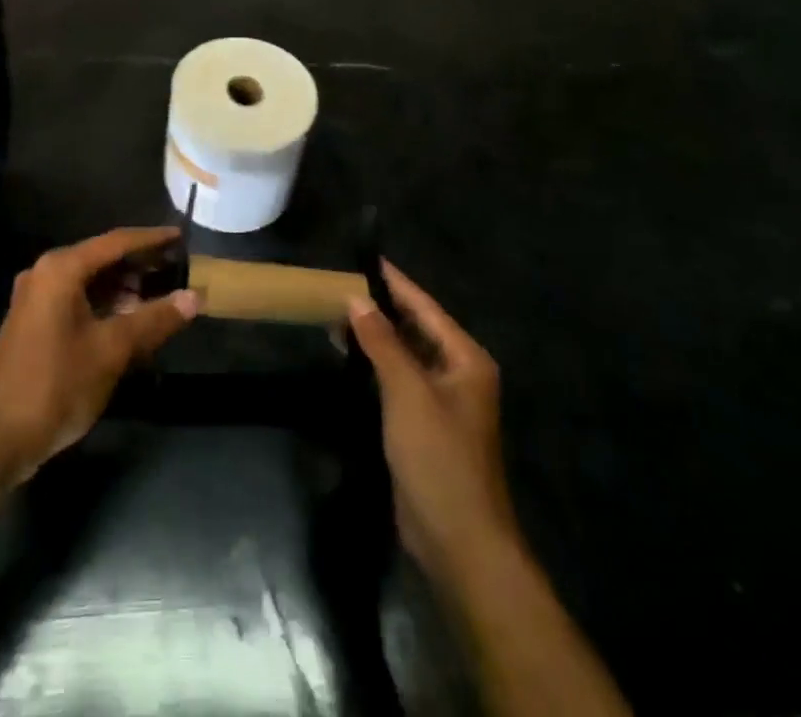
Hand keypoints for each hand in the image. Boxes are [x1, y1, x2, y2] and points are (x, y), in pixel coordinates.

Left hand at [0, 228, 199, 486]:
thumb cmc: (56, 385)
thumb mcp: (112, 350)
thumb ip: (154, 319)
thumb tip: (195, 297)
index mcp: (61, 269)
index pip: (116, 242)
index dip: (152, 239)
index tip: (182, 236)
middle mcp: (46, 273)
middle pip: (102, 258)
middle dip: (139, 264)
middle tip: (177, 268)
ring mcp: (36, 299)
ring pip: (90, 281)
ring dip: (123, 287)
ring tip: (160, 295)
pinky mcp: (34, 323)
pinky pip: (77, 300)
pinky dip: (105, 304)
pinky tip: (129, 320)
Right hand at [349, 263, 520, 584]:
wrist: (459, 540)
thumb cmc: (438, 457)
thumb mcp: (407, 392)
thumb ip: (383, 342)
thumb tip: (358, 298)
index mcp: (465, 359)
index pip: (425, 307)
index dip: (395, 282)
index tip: (365, 259)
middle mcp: (457, 373)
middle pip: (416, 328)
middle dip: (380, 308)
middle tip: (340, 285)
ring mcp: (442, 401)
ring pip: (405, 354)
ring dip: (375, 336)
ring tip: (335, 314)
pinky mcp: (424, 424)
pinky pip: (398, 381)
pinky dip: (375, 365)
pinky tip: (348, 356)